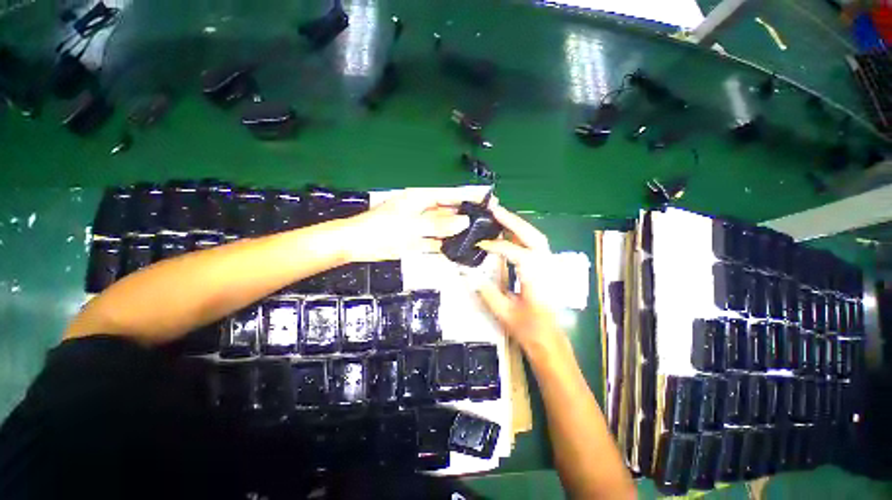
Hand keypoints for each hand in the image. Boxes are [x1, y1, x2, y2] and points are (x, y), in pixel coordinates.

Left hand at [344, 188, 475, 261]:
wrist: (357, 245)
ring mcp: (422, 227)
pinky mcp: (418, 241)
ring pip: (445, 228)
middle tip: (489, 220)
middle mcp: (424, 211)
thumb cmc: (381, 228)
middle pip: (450, 212)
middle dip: (468, 215)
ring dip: (459, 232)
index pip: (451, 195)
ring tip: (480, 235)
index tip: (488, 199)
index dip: (469, 196)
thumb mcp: (411, 224)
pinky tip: (460, 249)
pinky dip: (447, 245)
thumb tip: (465, 222)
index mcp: (422, 199)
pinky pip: (437, 241)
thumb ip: (437, 224)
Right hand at [475, 205, 563, 352]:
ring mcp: (550, 267)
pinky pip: (535, 245)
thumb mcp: (504, 313)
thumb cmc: (529, 330)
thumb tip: (467, 274)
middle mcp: (547, 268)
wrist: (550, 341)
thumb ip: (486, 291)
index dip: (496, 246)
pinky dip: (522, 235)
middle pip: (532, 236)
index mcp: (537, 280)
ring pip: (536, 238)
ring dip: (518, 225)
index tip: (480, 244)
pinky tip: (510, 233)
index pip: (516, 254)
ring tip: (500, 216)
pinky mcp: (547, 268)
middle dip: (513, 221)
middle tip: (495, 210)